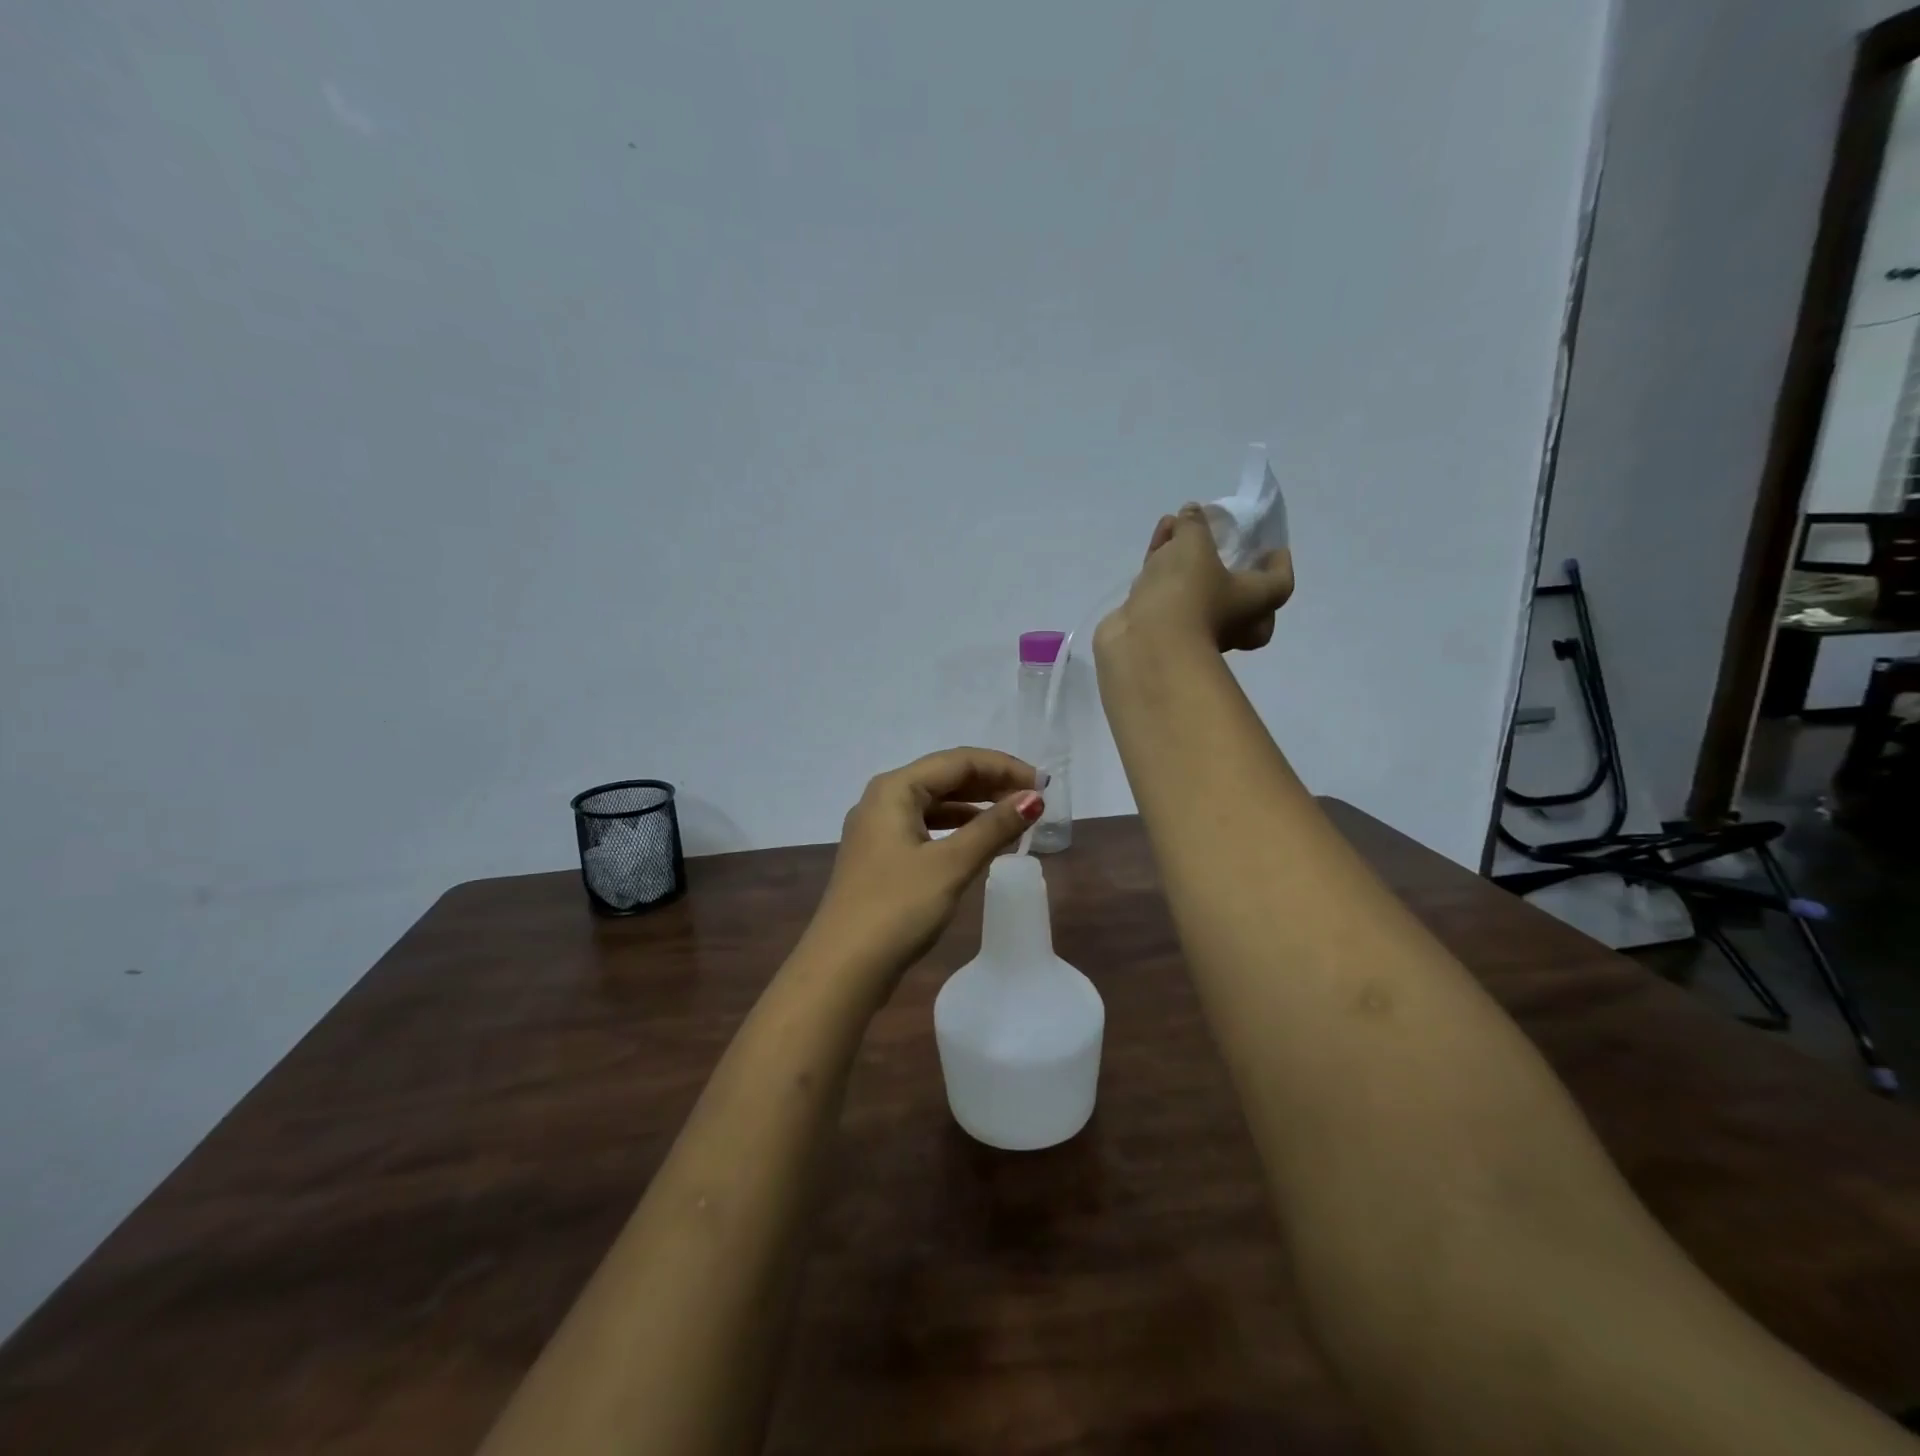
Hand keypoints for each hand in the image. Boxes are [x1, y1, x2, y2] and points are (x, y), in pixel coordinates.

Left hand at [805, 747, 1043, 980]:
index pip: (959, 761)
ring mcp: (878, 829)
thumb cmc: (897, 908)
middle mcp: (883, 799)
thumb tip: (1034, 798)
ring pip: (936, 804)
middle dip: (991, 784)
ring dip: (976, 807)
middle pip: (945, 777)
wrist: (843, 968)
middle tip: (1034, 800)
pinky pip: (926, 827)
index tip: (1044, 785)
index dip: (1004, 767)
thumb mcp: (951, 864)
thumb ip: (994, 827)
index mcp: (895, 789)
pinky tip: (981, 843)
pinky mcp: (881, 857)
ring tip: (1015, 818)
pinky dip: (957, 830)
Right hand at [1104, 504, 1293, 652]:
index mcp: (1254, 602)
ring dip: (1187, 562)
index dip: (1279, 562)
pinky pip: (1169, 597)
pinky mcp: (1162, 631)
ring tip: (1173, 529)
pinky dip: (1164, 574)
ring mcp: (1194, 630)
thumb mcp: (1194, 545)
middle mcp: (1231, 622)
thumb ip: (1194, 524)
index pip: (1280, 582)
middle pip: (1243, 600)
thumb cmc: (1187, 594)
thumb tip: (1192, 512)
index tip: (1271, 546)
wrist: (1145, 645)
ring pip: (1199, 594)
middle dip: (1233, 576)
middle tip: (1226, 553)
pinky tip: (1152, 552)